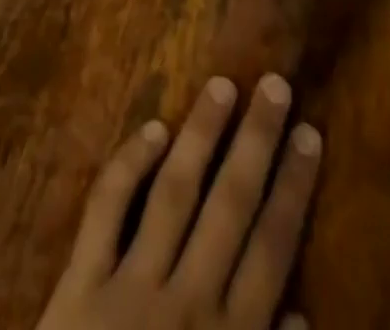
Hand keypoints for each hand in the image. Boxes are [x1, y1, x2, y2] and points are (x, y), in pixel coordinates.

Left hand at [36, 75, 321, 329]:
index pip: (272, 248)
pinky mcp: (80, 282)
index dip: (293, 188)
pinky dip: (129, 166)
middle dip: (256, 143)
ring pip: (175, 192)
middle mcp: (189, 302)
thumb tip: (302, 318)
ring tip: (222, 86)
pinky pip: (107, 210)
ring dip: (201, 136)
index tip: (309, 132)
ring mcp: (132, 286)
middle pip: (231, 206)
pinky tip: (152, 129)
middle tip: (274, 83)